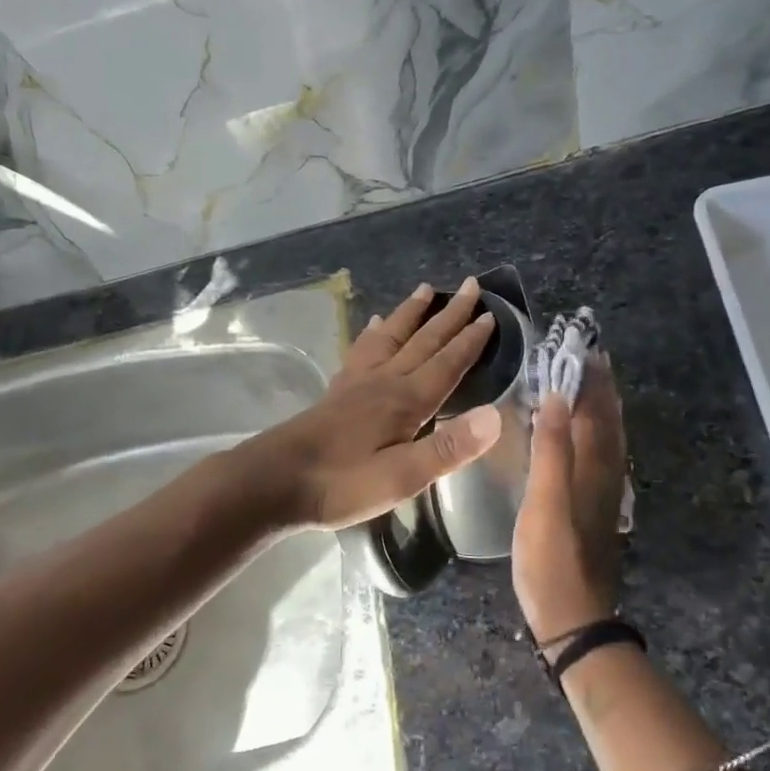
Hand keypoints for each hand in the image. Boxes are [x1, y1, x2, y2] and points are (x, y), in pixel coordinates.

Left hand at [240, 279, 502, 530]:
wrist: (274, 481)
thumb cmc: (341, 484)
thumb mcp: (401, 478)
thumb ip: (447, 449)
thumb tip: (494, 416)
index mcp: (405, 401)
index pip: (446, 363)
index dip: (470, 341)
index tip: (491, 315)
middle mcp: (384, 381)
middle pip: (423, 341)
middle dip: (450, 315)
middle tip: (472, 285)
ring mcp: (357, 383)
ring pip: (391, 337)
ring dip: (411, 313)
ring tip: (426, 289)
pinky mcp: (337, 392)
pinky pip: (362, 351)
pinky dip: (373, 333)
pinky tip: (373, 324)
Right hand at [513, 352, 627, 644]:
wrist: (572, 616)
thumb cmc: (551, 558)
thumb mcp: (545, 501)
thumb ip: (551, 449)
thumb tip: (558, 396)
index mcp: (593, 466)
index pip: (596, 410)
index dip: (591, 378)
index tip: (584, 345)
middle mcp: (606, 474)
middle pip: (609, 420)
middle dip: (601, 386)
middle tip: (591, 355)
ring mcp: (603, 493)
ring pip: (609, 438)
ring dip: (602, 407)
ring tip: (590, 384)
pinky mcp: (595, 508)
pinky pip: (601, 455)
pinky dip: (597, 433)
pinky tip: (586, 437)